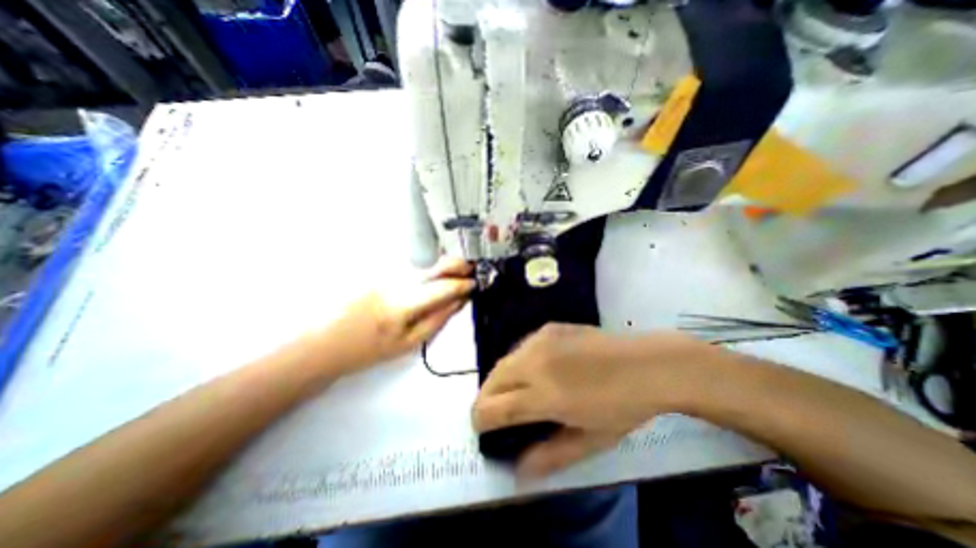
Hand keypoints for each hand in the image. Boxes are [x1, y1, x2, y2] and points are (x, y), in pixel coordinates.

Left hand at [321, 256, 472, 371]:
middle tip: (471, 269)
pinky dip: (427, 269)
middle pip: (433, 266)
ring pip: (423, 264)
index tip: (475, 284)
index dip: (462, 284)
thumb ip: (438, 319)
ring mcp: (386, 273)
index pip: (442, 287)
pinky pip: (411, 267)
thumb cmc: (370, 349)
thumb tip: (459, 301)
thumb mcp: (409, 343)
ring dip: (442, 266)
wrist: (327, 342)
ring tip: (456, 273)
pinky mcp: (379, 271)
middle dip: (456, 265)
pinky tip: (431, 276)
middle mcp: (396, 281)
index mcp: (404, 303)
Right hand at [474, 323, 715, 477]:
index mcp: (545, 394)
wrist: (646, 363)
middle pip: (492, 380)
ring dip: (501, 380)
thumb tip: (518, 471)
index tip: (482, 429)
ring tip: (515, 393)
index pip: (493, 407)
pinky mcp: (548, 328)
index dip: (480, 420)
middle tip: (496, 414)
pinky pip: (521, 347)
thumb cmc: (623, 408)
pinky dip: (518, 363)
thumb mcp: (590, 441)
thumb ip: (550, 456)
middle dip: (486, 399)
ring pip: (504, 361)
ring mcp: (541, 339)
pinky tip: (537, 370)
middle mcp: (535, 362)